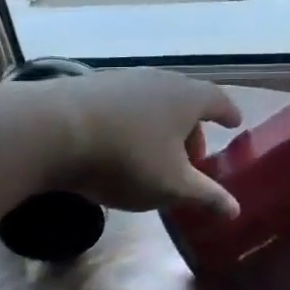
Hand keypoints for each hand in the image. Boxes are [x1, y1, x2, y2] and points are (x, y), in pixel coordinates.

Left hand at [44, 69, 243, 216]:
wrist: (53, 130)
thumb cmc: (126, 157)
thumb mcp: (171, 186)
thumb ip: (206, 196)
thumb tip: (236, 210)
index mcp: (186, 98)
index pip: (218, 100)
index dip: (228, 113)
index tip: (234, 123)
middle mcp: (159, 80)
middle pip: (185, 101)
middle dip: (192, 129)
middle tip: (192, 158)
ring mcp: (123, 80)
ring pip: (153, 102)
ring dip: (160, 127)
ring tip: (155, 156)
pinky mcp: (92, 87)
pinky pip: (125, 106)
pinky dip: (133, 124)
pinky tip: (119, 146)